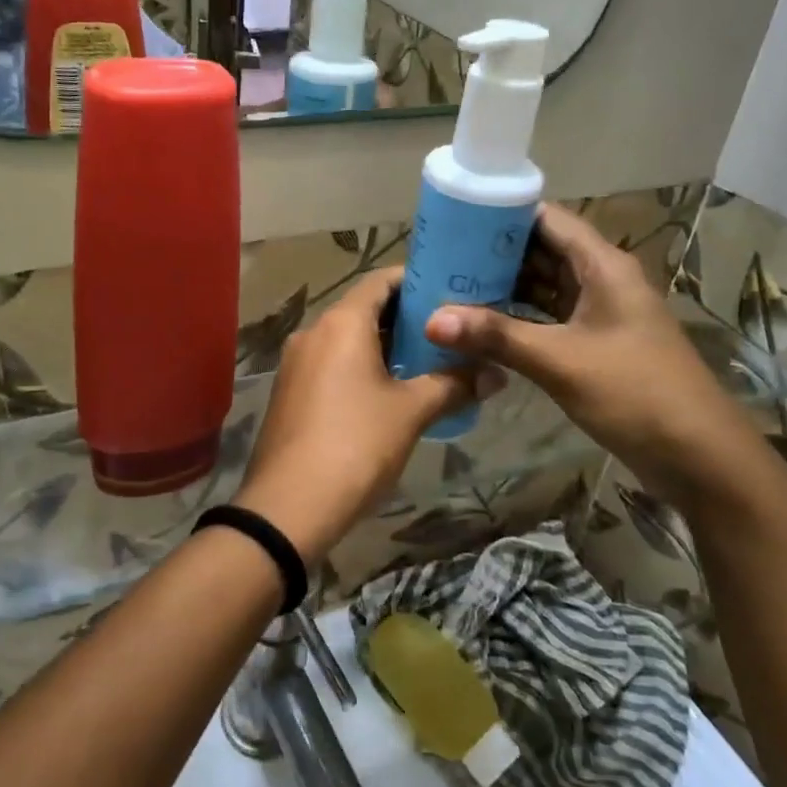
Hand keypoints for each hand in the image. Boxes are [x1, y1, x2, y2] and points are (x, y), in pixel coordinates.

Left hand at [232, 267, 497, 565]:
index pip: (381, 280)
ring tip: (428, 360)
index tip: (451, 289)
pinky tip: (391, 391)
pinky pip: (332, 364)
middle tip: (449, 330)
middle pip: (364, 309)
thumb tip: (497, 374)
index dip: (416, 280)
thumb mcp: (411, 412)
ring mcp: (297, 363)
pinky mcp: (291, 391)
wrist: (290, 506)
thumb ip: (454, 385)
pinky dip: (362, 366)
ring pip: (347, 339)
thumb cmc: (356, 445)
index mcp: (341, 323)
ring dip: (384, 345)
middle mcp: (314, 332)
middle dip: (406, 318)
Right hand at [426, 203, 767, 507]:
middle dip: (493, 253)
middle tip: (441, 257)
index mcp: (603, 266)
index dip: (502, 215)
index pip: (548, 219)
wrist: (699, 456)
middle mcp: (601, 280)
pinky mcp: (595, 344)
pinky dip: (517, 319)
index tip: (454, 218)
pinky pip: (548, 318)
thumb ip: (496, 336)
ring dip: (503, 287)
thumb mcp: (560, 361)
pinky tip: (480, 326)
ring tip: (450, 287)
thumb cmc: (635, 393)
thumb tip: (431, 320)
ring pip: (543, 287)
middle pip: (542, 250)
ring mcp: (599, 314)